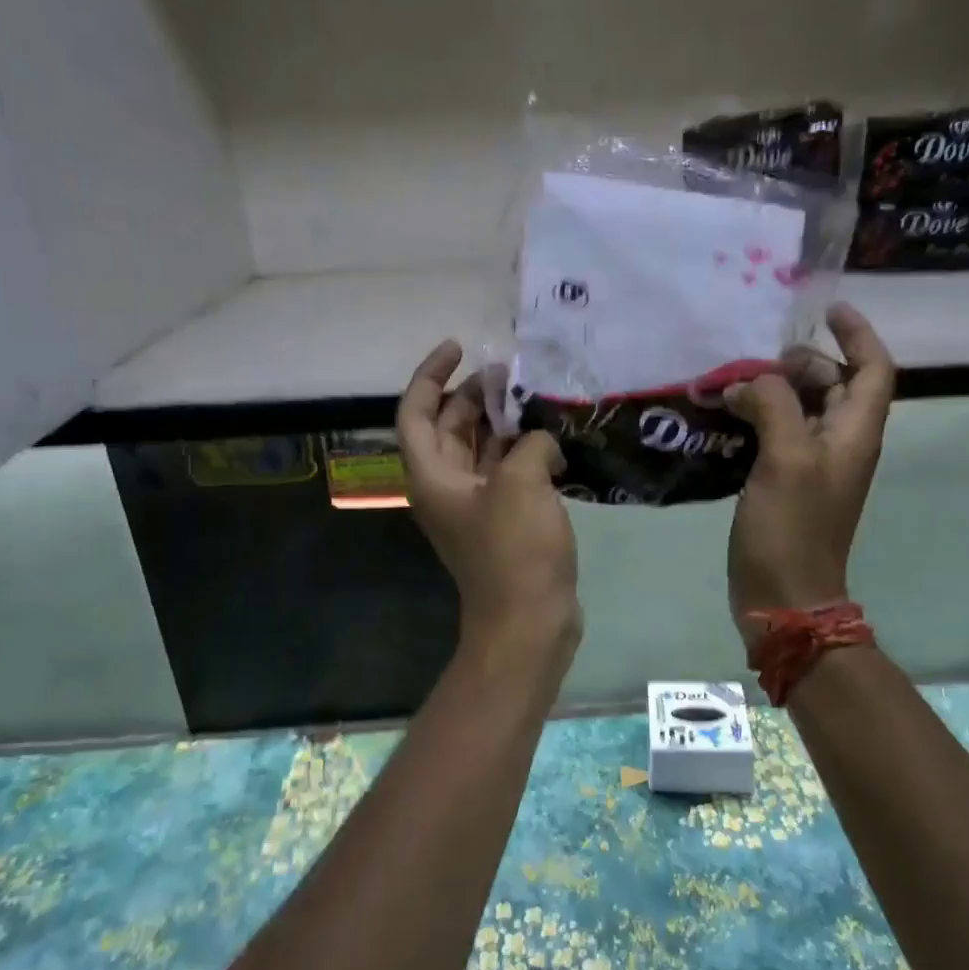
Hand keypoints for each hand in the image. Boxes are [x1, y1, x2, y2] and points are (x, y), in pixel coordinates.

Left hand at [397, 341, 581, 653]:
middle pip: (448, 427)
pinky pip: (506, 472)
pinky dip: (523, 451)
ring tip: (535, 396)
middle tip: (511, 372)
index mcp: (432, 476)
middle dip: (474, 395)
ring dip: (502, 421)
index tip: (459, 348)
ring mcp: (476, 506)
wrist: (529, 622)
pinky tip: (553, 436)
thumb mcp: (520, 483)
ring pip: (480, 449)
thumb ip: (529, 443)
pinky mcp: (504, 521)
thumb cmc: (514, 550)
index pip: (415, 412)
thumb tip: (542, 441)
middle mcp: (447, 487)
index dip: (430, 375)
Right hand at [722, 303, 895, 641]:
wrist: (784, 595)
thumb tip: (750, 383)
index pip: (873, 368)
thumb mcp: (786, 458)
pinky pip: (777, 435)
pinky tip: (724, 418)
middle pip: (834, 384)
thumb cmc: (792, 527)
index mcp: (855, 432)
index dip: (857, 334)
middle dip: (800, 363)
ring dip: (772, 390)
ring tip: (731, 383)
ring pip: (801, 409)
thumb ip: (774, 405)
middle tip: (755, 360)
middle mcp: (841, 443)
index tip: (826, 310)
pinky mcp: (786, 483)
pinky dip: (756, 418)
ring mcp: (813, 465)